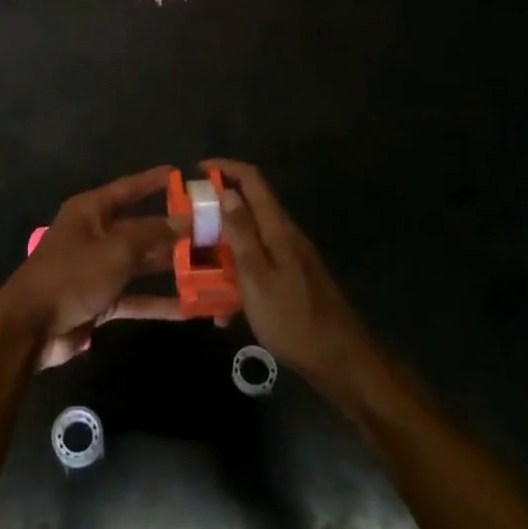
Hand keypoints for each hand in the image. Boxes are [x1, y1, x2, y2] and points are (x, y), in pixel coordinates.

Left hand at [0, 166, 190, 369]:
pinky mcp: (101, 299)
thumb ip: (151, 235)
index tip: (182, 175)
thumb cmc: (71, 275)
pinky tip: (190, 307)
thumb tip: (183, 220)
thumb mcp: (115, 250)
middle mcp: (95, 234)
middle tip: (210, 230)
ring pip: (141, 263)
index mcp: (91, 211)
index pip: (128, 189)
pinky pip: (136, 296)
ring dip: (170, 267)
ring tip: (209, 266)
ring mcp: (98, 268)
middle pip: (140, 228)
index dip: (154, 181)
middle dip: (172, 230)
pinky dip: (159, 302)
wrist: (30, 326)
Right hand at [206, 159, 371, 384]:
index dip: (225, 168)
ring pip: (250, 239)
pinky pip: (258, 266)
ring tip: (196, 269)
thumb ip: (241, 234)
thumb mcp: (257, 277)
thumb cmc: (293, 319)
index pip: (252, 180)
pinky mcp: (292, 279)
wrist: (341, 361)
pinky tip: (224, 309)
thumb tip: (225, 191)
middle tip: (187, 225)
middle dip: (217, 210)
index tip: (196, 171)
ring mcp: (291, 258)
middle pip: (249, 207)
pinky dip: (237, 276)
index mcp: (278, 229)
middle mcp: (286, 236)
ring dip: (223, 248)